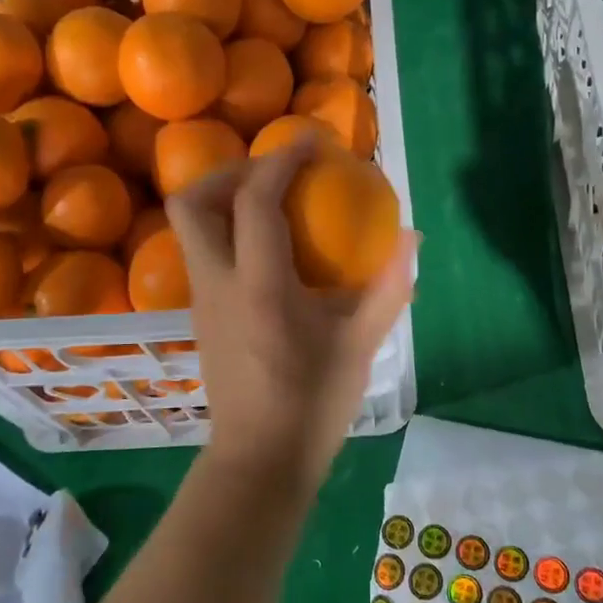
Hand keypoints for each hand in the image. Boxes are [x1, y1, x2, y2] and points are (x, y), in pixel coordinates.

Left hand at [168, 139, 416, 495]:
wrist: (260, 460)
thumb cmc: (313, 403)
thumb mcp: (361, 343)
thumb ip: (389, 285)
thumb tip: (412, 237)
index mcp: (260, 287)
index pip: (257, 201)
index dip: (281, 160)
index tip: (311, 143)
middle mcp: (217, 283)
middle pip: (193, 202)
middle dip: (229, 172)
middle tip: (274, 174)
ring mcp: (200, 299)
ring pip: (189, 227)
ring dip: (224, 199)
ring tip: (272, 203)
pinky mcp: (199, 315)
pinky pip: (203, 252)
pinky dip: (228, 230)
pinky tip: (268, 249)